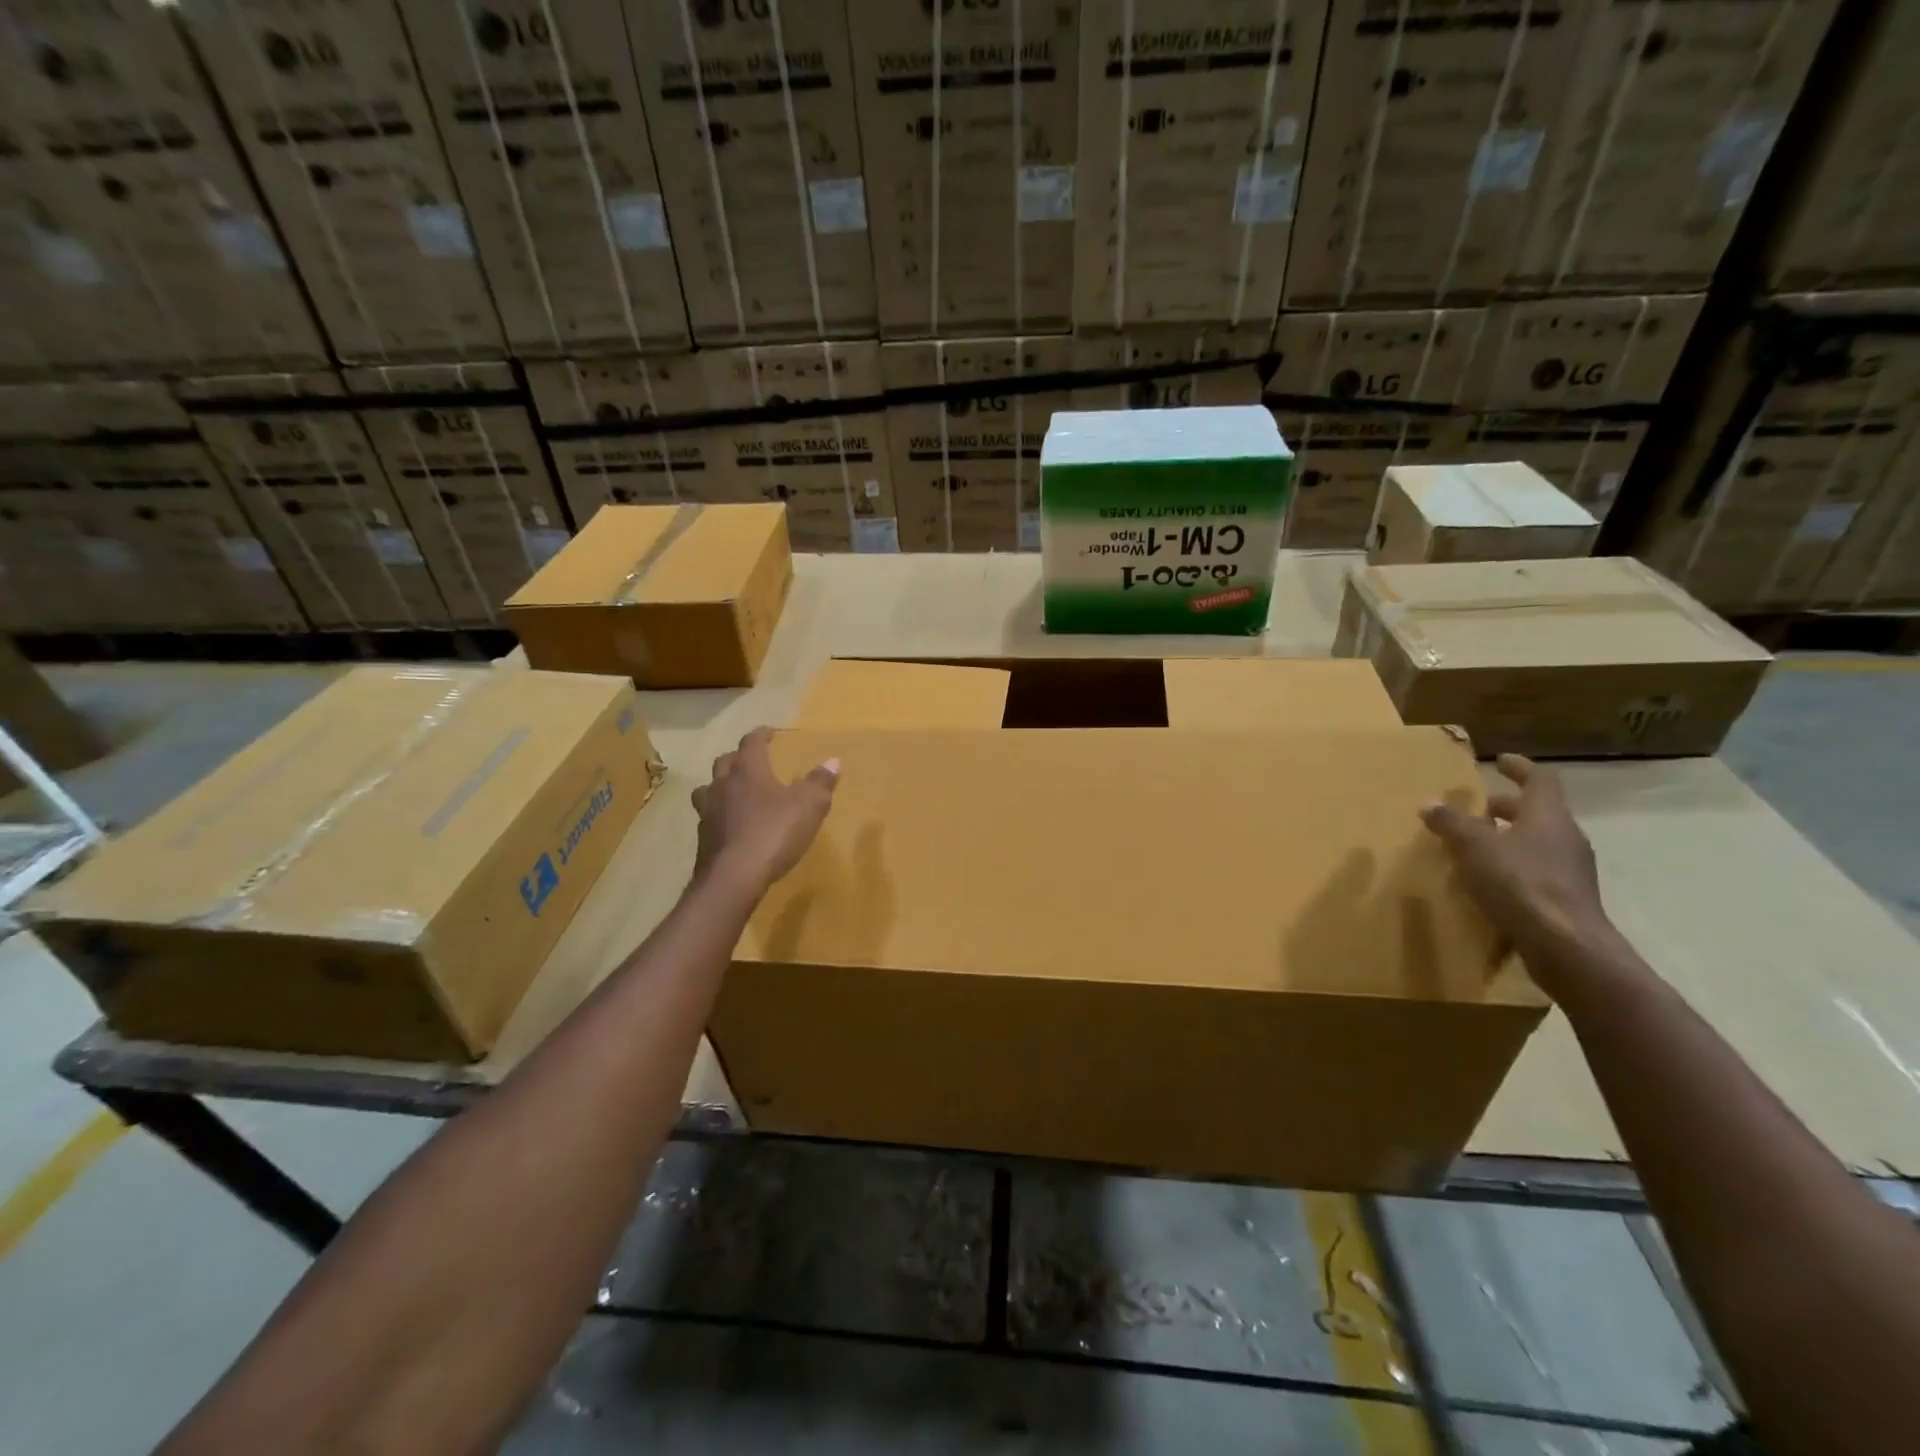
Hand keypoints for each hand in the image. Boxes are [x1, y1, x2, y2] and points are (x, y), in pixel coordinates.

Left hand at [691, 727, 838, 891]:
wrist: (734, 878)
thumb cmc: (774, 833)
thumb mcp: (809, 807)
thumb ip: (820, 783)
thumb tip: (833, 761)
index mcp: (748, 771)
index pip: (751, 743)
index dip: (761, 735)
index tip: (769, 733)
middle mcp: (722, 785)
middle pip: (725, 762)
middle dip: (738, 757)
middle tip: (752, 761)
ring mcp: (708, 812)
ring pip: (709, 788)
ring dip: (721, 785)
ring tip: (734, 792)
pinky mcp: (703, 838)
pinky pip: (708, 817)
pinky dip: (719, 814)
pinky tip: (731, 825)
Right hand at [1420, 755, 1614, 980]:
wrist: (1566, 946)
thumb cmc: (1520, 883)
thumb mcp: (1474, 848)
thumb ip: (1452, 823)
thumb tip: (1430, 803)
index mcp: (1548, 816)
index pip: (1540, 780)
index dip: (1519, 768)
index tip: (1500, 761)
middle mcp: (1565, 837)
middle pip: (1538, 812)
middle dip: (1507, 808)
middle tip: (1478, 810)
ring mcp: (1571, 870)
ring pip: (1538, 842)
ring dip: (1510, 838)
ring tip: (1476, 846)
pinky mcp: (1567, 899)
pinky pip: (1538, 870)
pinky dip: (1514, 866)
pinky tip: (1490, 881)